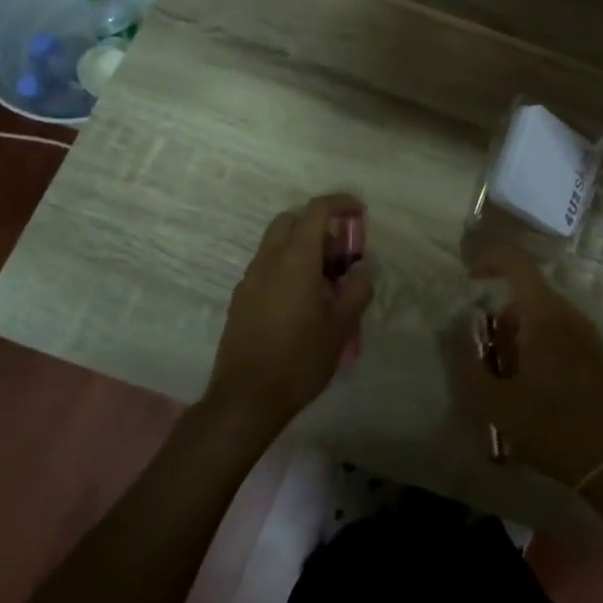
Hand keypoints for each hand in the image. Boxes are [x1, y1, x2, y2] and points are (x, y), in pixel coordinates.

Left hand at [206, 193, 372, 429]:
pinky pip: (266, 267)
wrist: (246, 398)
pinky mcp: (240, 300)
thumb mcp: (342, 327)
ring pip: (275, 243)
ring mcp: (249, 280)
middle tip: (341, 251)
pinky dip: (287, 266)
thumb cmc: (300, 360)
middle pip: (290, 220)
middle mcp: (268, 261)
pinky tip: (302, 301)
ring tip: (325, 280)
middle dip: (317, 223)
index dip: (340, 204)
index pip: (316, 211)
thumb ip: (357, 290)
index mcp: (295, 260)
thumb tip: (361, 270)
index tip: (359, 212)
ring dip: (301, 246)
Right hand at [451, 248, 602, 486]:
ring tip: (505, 380)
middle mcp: (568, 314)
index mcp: (543, 314)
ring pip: (542, 316)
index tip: (468, 276)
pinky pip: (559, 333)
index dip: (489, 259)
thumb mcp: (494, 403)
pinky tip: (532, 388)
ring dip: (518, 336)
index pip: (515, 263)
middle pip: (526, 295)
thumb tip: (447, 331)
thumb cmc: (550, 426)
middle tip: (484, 357)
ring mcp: (587, 333)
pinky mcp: (596, 354)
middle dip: (500, 318)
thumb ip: (464, 364)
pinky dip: (538, 346)